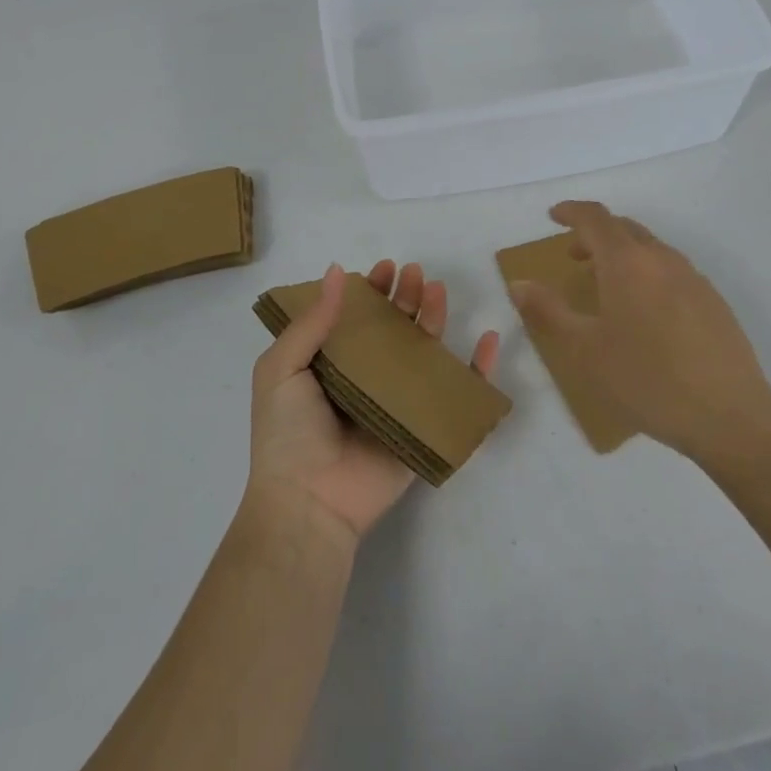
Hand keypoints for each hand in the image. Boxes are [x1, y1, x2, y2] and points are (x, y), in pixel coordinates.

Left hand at [248, 260, 499, 545]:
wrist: (309, 502)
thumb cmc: (288, 433)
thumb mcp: (281, 369)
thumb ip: (310, 322)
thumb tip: (337, 272)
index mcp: (331, 365)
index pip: (356, 318)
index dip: (371, 291)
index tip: (384, 268)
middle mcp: (366, 378)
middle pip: (394, 329)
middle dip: (405, 297)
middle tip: (414, 273)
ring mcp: (398, 403)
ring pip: (424, 352)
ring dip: (435, 318)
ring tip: (437, 291)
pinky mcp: (424, 427)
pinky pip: (457, 395)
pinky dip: (478, 370)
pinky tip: (489, 340)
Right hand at [507, 201, 770, 465]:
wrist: (729, 415)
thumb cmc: (646, 380)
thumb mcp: (584, 349)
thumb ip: (548, 311)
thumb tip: (518, 283)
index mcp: (627, 263)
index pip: (596, 218)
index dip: (571, 211)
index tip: (553, 216)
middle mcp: (662, 259)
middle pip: (624, 228)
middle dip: (595, 233)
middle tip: (573, 255)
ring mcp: (693, 278)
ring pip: (650, 249)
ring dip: (622, 254)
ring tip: (605, 285)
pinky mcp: (713, 301)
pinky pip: (671, 270)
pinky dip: (647, 273)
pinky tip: (644, 312)